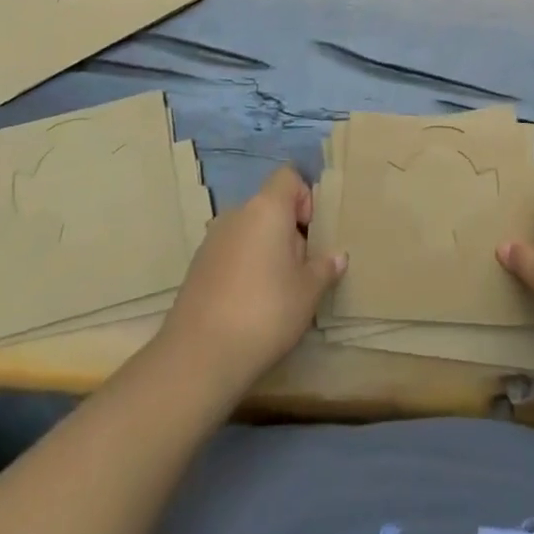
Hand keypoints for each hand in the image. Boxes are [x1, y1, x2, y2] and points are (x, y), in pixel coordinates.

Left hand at [161, 166, 344, 394]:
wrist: (198, 357)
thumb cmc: (265, 312)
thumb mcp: (308, 292)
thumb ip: (325, 267)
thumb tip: (337, 256)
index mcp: (266, 209)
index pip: (288, 176)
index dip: (305, 197)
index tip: (312, 233)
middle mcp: (236, 214)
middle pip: (269, 206)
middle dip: (288, 230)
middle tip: (301, 268)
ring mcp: (211, 240)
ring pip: (249, 231)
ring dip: (265, 249)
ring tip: (277, 289)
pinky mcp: (196, 267)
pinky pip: (230, 253)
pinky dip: (244, 267)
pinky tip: (250, 303)